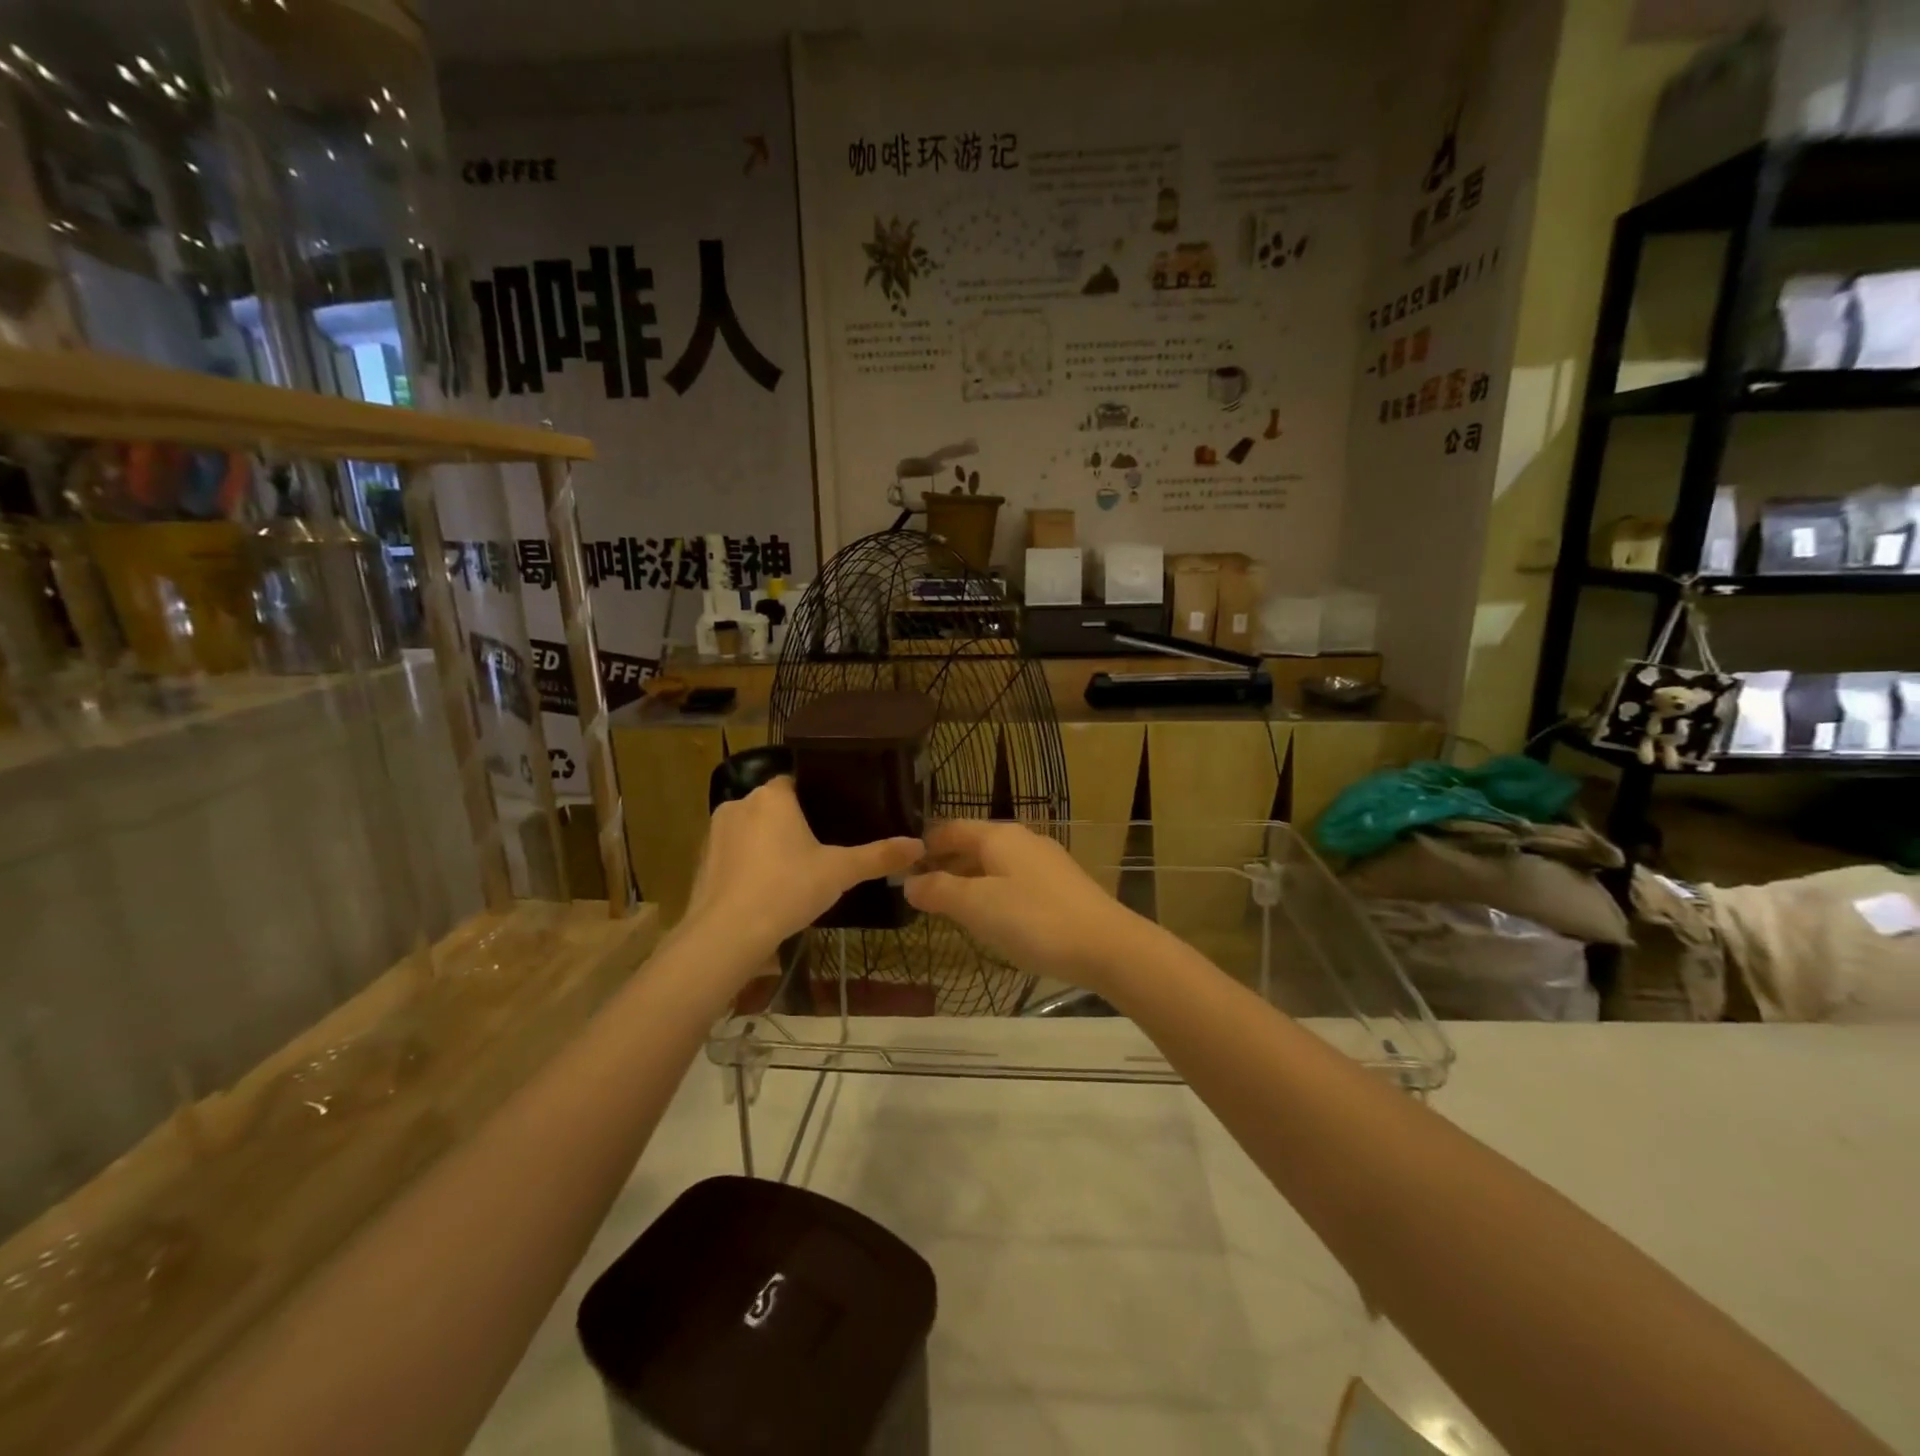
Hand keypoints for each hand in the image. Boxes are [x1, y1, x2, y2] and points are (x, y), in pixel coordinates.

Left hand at [680, 777, 921, 969]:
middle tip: (819, 850)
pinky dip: (747, 865)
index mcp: (774, 796)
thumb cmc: (787, 889)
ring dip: (767, 844)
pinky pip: (733, 853)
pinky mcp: (702, 861)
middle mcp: (740, 803)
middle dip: (791, 824)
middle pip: (773, 806)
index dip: (815, 799)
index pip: (796, 782)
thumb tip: (918, 845)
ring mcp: (715, 832)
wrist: (727, 934)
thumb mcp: (840, 872)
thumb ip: (878, 856)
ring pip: (751, 829)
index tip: (834, 819)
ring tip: (792, 872)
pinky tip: (764, 890)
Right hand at [904, 820, 1145, 990]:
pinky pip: (1016, 878)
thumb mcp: (977, 907)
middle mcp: (1023, 840)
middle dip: (947, 861)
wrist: (1106, 945)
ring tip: (950, 903)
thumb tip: (909, 882)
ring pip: (996, 862)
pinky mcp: (1062, 885)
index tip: (903, 862)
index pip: (952, 828)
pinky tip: (993, 915)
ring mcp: (1046, 861)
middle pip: (975, 843)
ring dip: (970, 877)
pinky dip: (994, 889)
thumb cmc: (1034, 920)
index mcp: (999, 836)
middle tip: (921, 886)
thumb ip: (939, 891)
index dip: (926, 843)